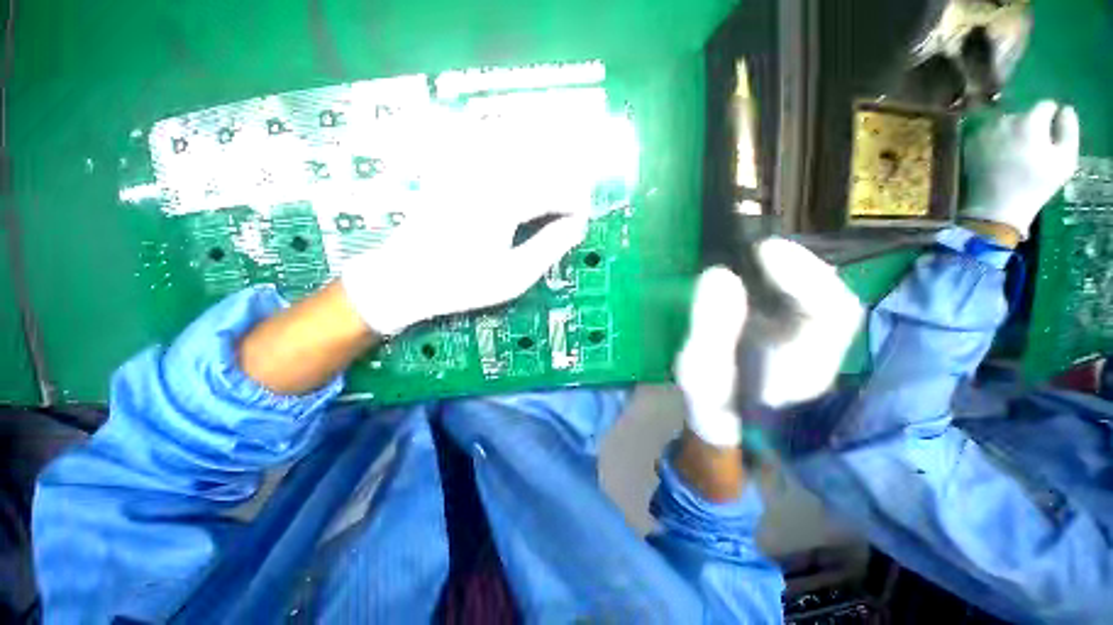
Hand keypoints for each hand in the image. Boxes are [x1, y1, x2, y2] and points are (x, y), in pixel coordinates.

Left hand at [341, 111, 590, 335]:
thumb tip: (577, 226)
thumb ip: (549, 248)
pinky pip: (486, 135)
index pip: (557, 189)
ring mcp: (466, 165)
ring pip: (517, 138)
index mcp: (504, 202)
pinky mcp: (452, 166)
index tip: (580, 223)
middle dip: (567, 178)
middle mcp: (487, 173)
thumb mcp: (513, 277)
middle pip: (543, 157)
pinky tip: (518, 143)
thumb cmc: (461, 283)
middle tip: (572, 204)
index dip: (576, 204)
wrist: (403, 278)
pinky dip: (509, 135)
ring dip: (545, 152)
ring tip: (557, 175)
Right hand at [675, 239, 862, 447]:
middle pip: (826, 293)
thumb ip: (712, 327)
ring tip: (746, 252)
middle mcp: (817, 346)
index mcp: (808, 366)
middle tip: (751, 246)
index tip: (763, 250)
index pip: (834, 313)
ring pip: (809, 289)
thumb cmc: (711, 399)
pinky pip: (788, 292)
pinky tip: (747, 267)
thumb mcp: (702, 370)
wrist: (719, 415)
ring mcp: (802, 333)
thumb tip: (719, 274)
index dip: (805, 276)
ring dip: (780, 266)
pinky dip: (769, 274)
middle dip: (792, 264)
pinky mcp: (784, 324)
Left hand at [962, 100, 1080, 239]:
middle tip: (1031, 150)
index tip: (1051, 136)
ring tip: (1014, 155)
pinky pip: (987, 134)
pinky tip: (998, 158)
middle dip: (1030, 127)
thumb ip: (1068, 130)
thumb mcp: (1065, 159)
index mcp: (1030, 121)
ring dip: (1011, 133)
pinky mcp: (970, 144)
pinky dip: (994, 141)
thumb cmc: (1036, 185)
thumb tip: (1065, 110)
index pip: (1045, 106)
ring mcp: (984, 131)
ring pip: (1004, 123)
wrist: (996, 207)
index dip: (1051, 120)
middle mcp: (1004, 120)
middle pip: (1023, 114)